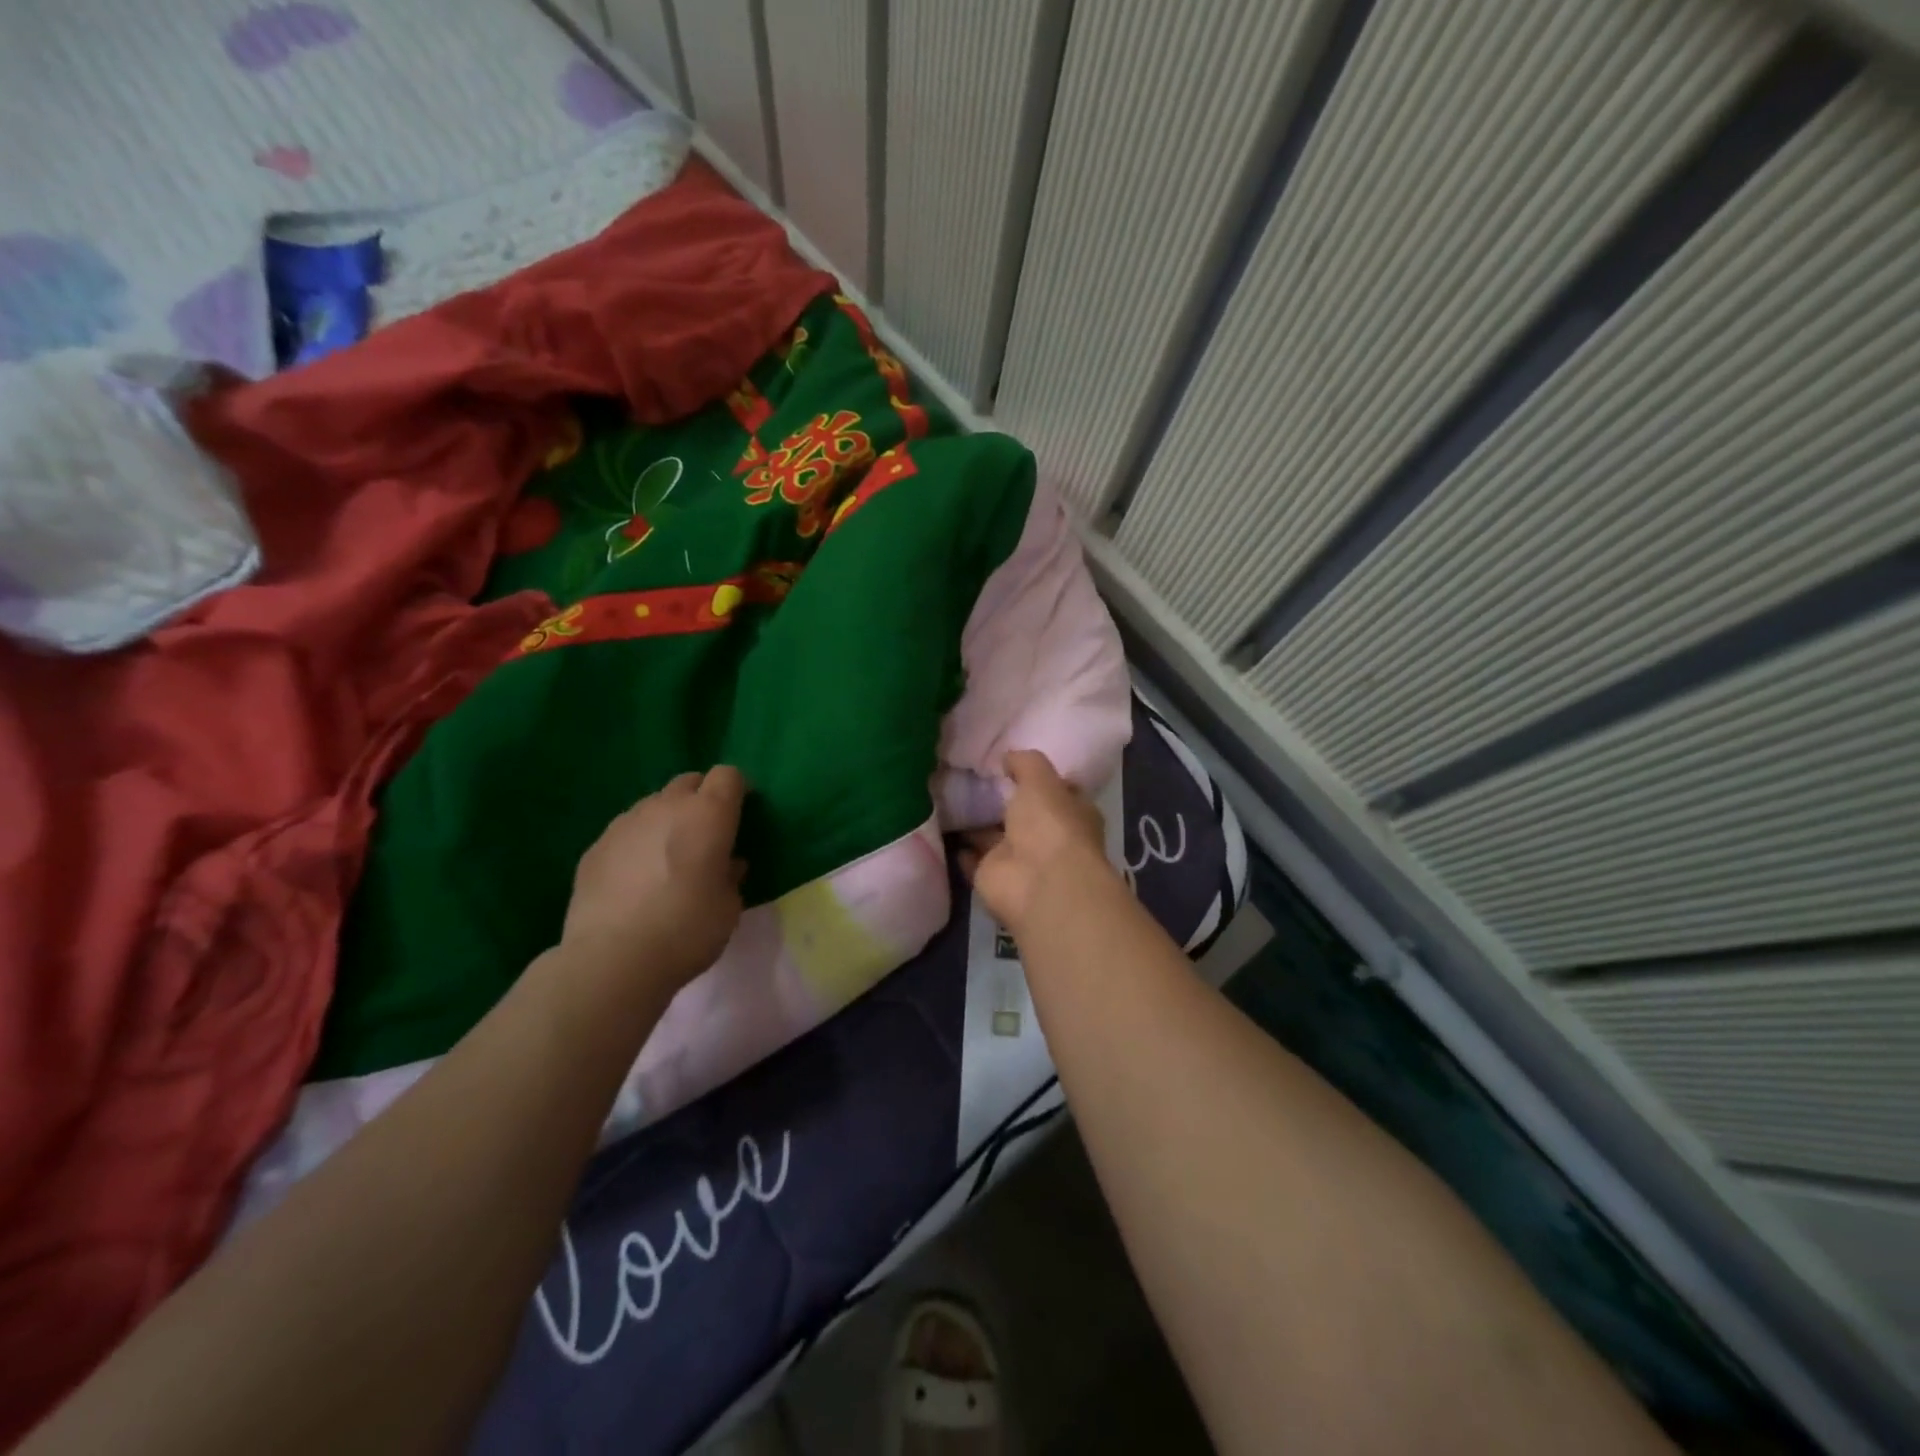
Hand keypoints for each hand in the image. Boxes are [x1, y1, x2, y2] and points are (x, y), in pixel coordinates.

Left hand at [562, 766, 747, 992]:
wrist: (613, 959)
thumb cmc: (687, 929)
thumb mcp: (729, 906)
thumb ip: (730, 876)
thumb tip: (726, 865)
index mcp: (708, 814)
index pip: (728, 775)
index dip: (737, 790)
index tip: (741, 813)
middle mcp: (666, 806)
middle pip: (689, 782)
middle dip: (701, 799)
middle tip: (707, 834)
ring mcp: (625, 823)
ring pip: (654, 804)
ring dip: (667, 820)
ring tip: (668, 857)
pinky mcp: (596, 846)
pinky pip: (626, 832)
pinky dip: (637, 843)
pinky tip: (636, 879)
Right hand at [960, 749, 1116, 934]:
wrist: (1039, 882)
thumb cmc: (1051, 824)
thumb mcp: (1041, 780)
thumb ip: (1025, 763)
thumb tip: (1008, 757)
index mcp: (1069, 812)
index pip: (1055, 790)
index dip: (1035, 777)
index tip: (1009, 762)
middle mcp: (1046, 836)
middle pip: (1020, 814)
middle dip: (1000, 799)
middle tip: (969, 775)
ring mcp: (1019, 859)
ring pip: (993, 836)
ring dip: (976, 821)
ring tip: (948, 795)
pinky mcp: (991, 877)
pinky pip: (973, 859)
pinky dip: (961, 848)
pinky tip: (942, 826)